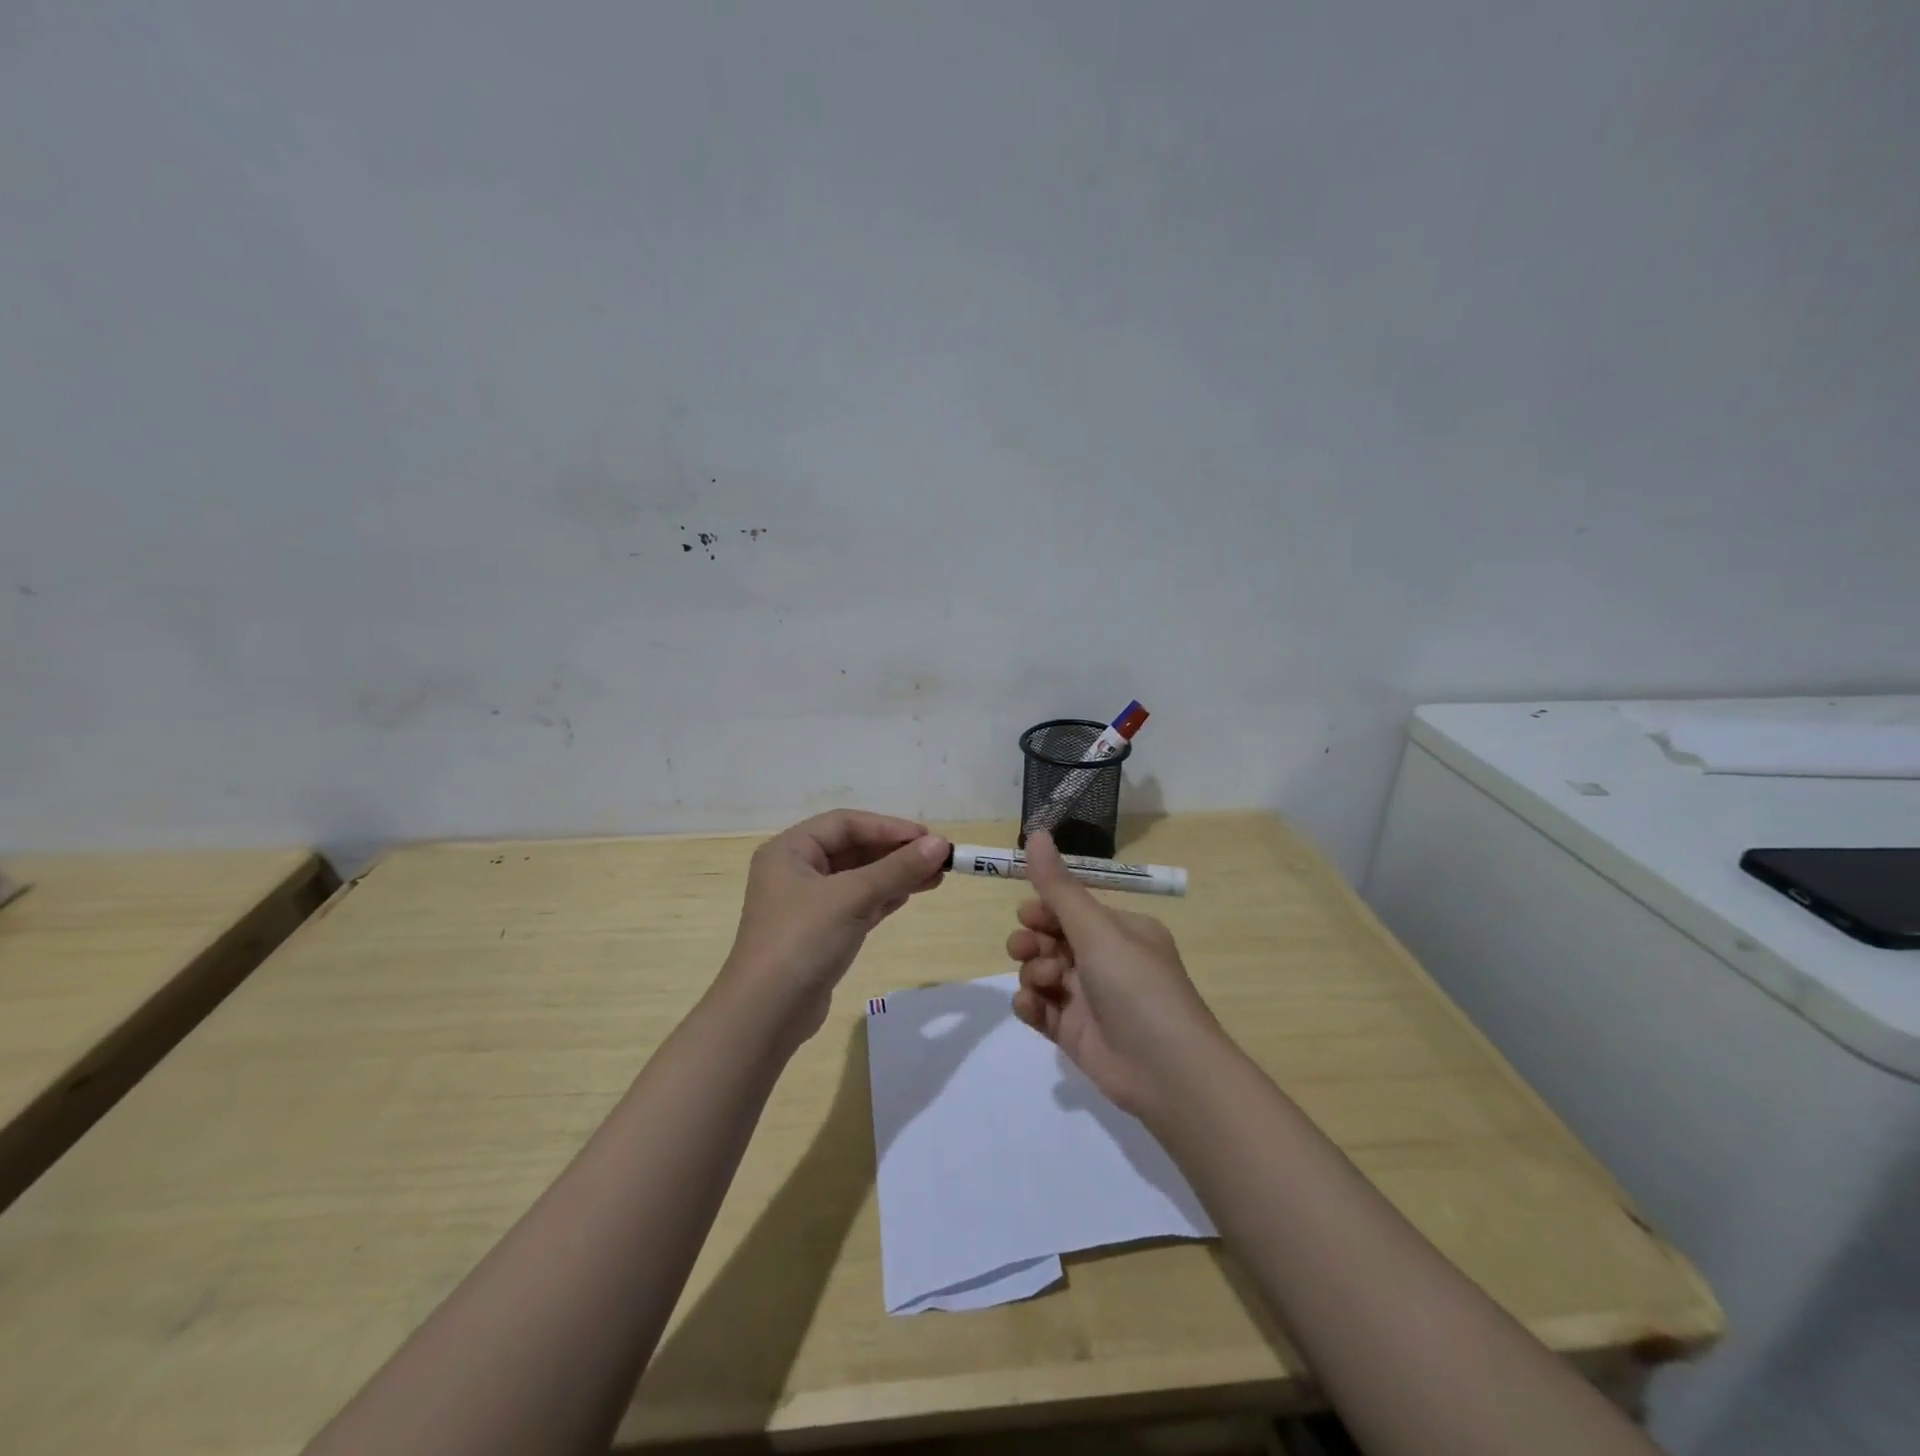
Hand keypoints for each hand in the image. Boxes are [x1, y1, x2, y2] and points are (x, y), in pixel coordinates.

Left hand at [719, 810, 948, 1044]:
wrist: (766, 1015)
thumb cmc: (802, 941)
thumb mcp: (851, 898)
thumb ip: (896, 869)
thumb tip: (940, 845)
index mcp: (789, 850)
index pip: (845, 824)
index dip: (888, 827)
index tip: (928, 838)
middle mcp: (795, 871)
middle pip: (853, 849)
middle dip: (895, 852)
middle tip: (939, 858)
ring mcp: (807, 904)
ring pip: (858, 878)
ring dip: (895, 875)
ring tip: (936, 876)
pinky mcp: (820, 933)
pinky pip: (857, 904)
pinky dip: (883, 898)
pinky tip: (910, 895)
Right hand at [1007, 831, 1225, 1118]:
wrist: (1168, 1072)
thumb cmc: (1137, 986)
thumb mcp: (1097, 930)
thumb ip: (1059, 887)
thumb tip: (1035, 831)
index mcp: (1122, 930)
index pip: (1073, 908)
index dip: (1045, 908)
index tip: (1027, 914)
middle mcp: (1106, 960)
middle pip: (1053, 938)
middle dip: (1033, 940)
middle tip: (1025, 947)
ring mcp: (1090, 999)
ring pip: (1043, 972)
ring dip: (1034, 971)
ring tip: (1044, 981)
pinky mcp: (1075, 1033)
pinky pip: (1041, 1009)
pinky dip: (1031, 1005)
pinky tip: (1031, 1007)